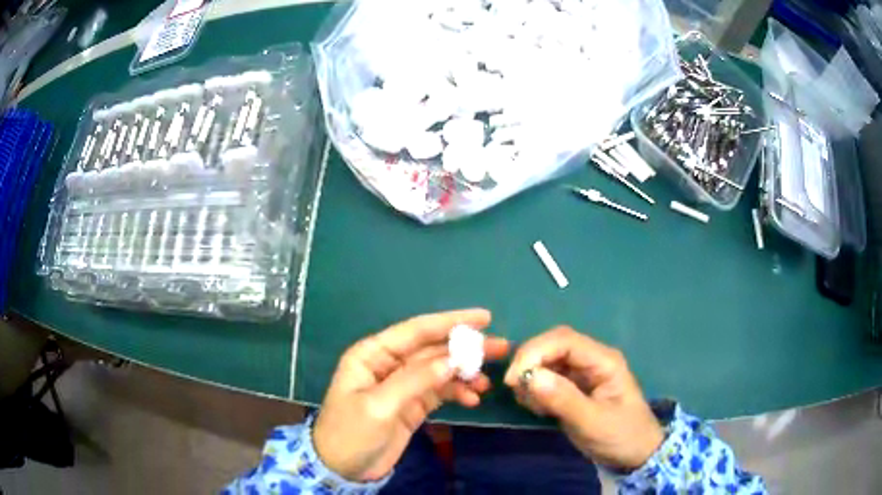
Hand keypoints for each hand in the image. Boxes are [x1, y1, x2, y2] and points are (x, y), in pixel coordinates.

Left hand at [313, 309, 509, 481]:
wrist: (343, 469)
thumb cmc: (351, 432)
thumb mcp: (379, 406)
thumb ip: (415, 381)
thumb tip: (453, 360)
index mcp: (373, 354)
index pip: (416, 331)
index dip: (450, 322)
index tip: (485, 318)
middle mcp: (389, 364)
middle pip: (433, 349)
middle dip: (465, 349)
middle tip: (501, 348)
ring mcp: (402, 385)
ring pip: (440, 370)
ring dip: (464, 374)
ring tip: (487, 383)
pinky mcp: (412, 405)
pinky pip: (440, 391)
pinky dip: (457, 392)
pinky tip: (472, 400)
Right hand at [504, 327, 663, 469]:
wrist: (634, 455)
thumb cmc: (620, 436)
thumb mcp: (592, 422)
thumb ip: (563, 399)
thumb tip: (530, 376)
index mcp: (603, 361)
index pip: (564, 340)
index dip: (535, 352)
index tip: (514, 379)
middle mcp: (592, 360)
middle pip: (553, 346)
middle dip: (530, 363)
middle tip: (514, 389)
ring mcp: (583, 373)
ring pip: (548, 361)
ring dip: (531, 377)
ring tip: (532, 404)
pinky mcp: (574, 388)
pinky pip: (548, 378)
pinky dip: (536, 389)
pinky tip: (539, 409)